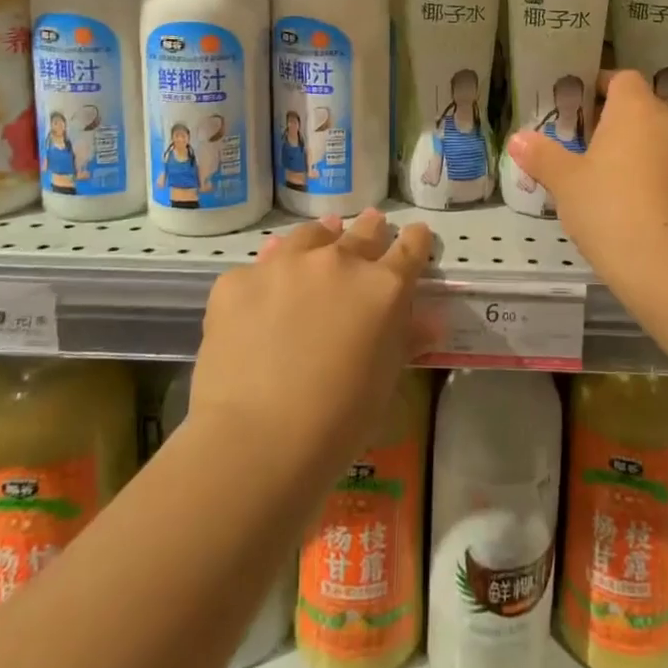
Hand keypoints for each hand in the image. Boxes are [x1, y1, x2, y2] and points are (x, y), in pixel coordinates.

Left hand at [189, 209, 431, 482]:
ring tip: (320, 241)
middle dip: (371, 230)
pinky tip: (262, 295)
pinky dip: (268, 277)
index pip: (410, 248)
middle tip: (372, 228)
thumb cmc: (338, 421)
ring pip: (310, 236)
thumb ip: (405, 340)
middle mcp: (338, 261)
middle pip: (362, 232)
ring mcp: (286, 265)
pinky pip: (259, 268)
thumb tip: (429, 322)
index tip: (415, 236)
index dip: (415, 241)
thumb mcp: (385, 381)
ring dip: (321, 239)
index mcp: (383, 287)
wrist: (256, 439)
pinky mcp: (238, 279)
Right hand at [506, 70, 667, 290]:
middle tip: (579, 143)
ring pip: (655, 138)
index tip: (576, 105)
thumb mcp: (566, 183)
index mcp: (637, 111)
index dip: (599, 85)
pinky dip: (648, 173)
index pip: (622, 78)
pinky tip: (625, 203)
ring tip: (599, 175)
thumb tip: (518, 138)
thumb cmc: (610, 211)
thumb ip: (542, 155)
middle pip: (639, 107)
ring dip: (631, 148)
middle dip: (611, 120)